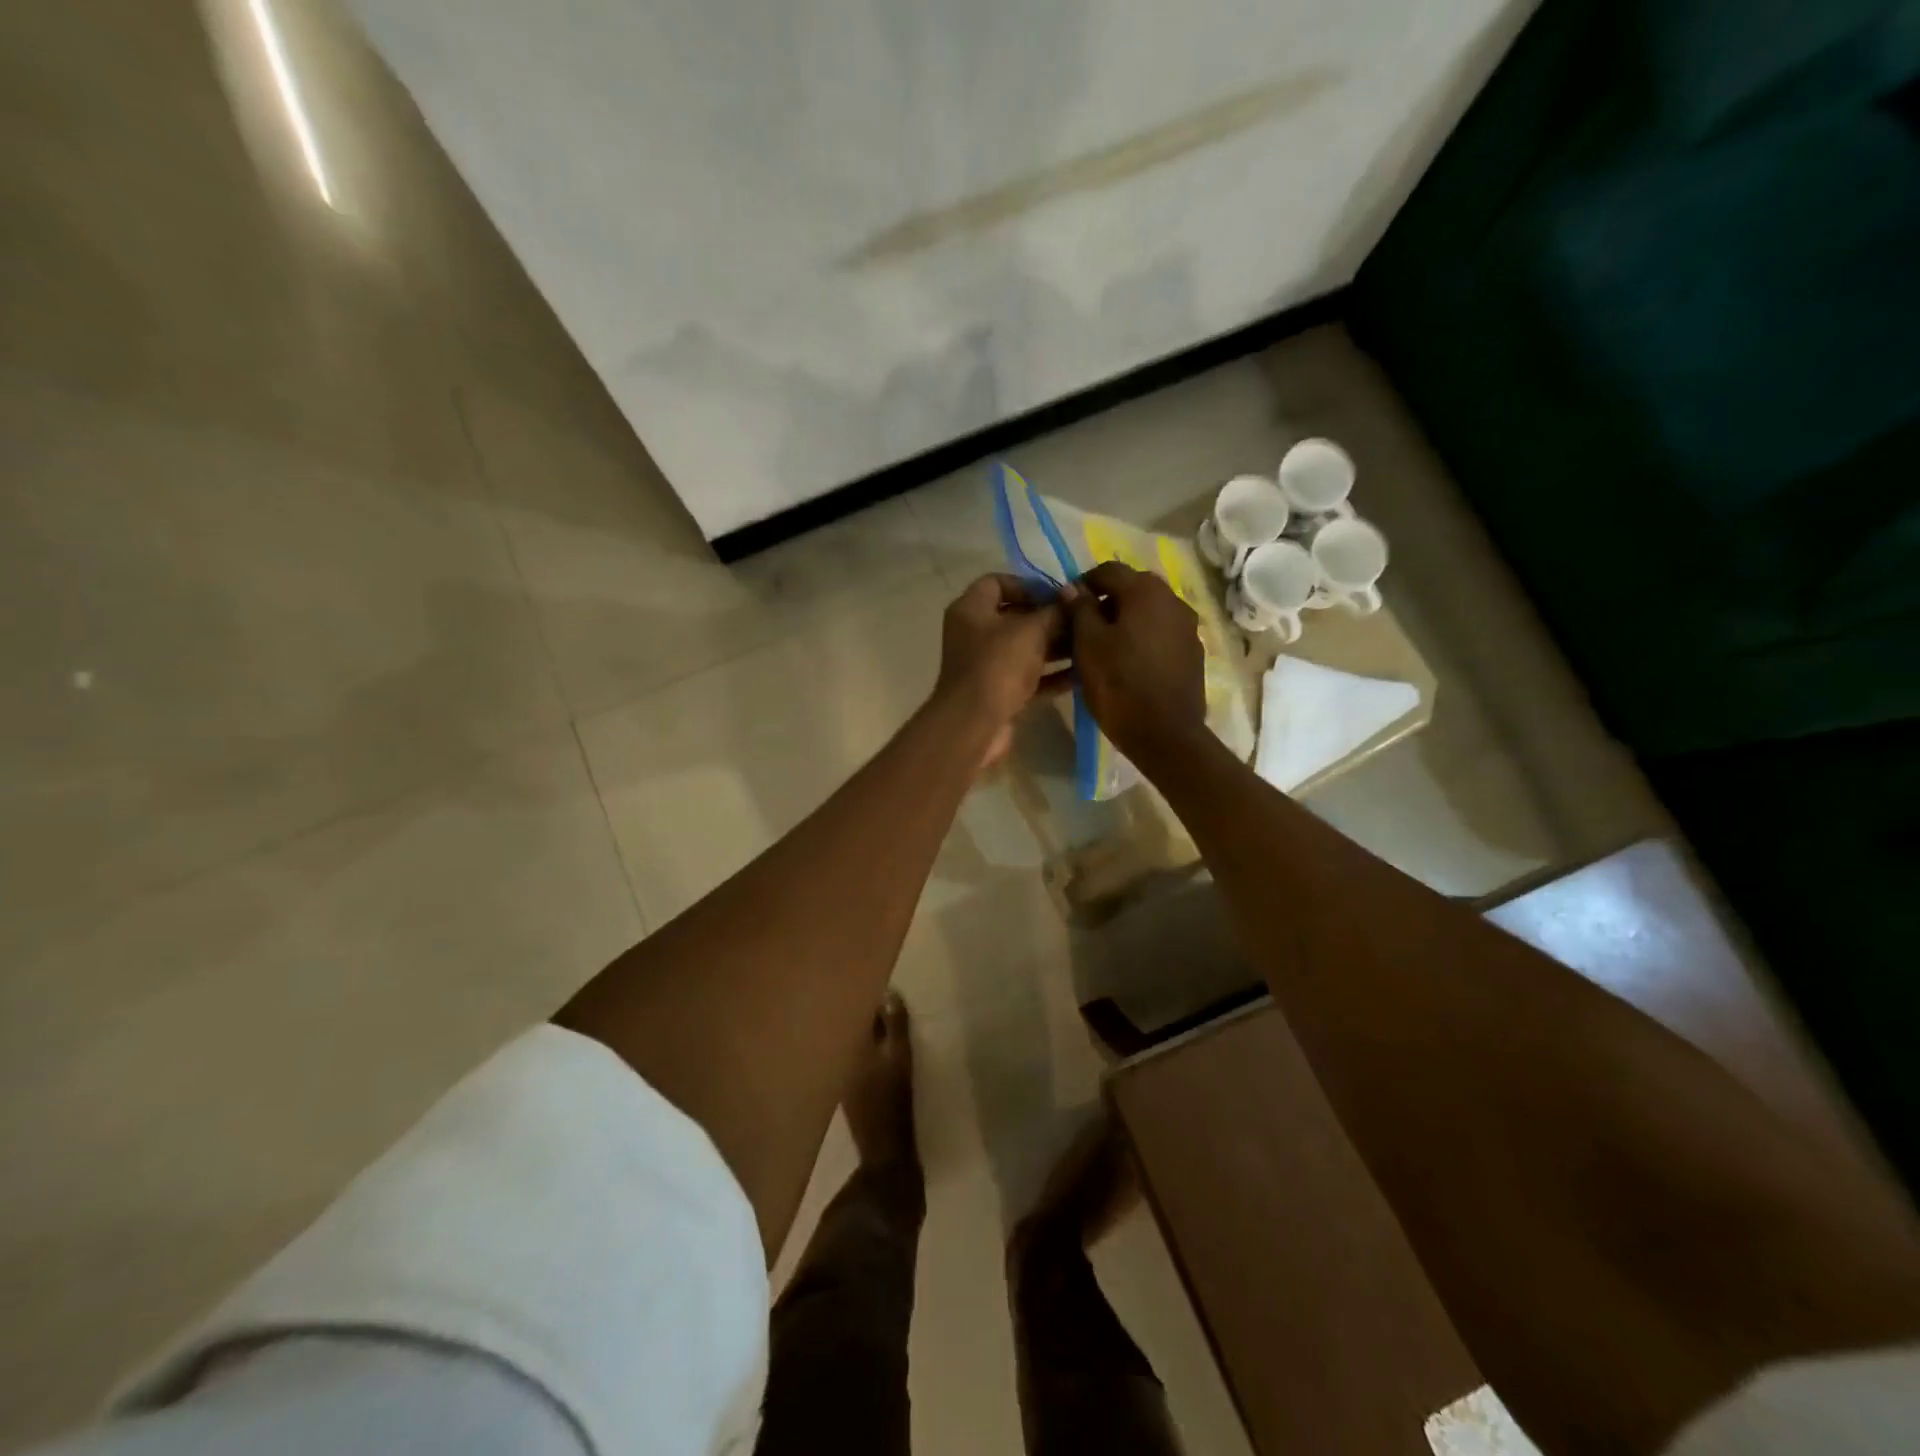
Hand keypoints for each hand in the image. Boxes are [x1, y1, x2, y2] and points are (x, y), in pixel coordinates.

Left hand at [933, 574, 1068, 767]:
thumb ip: (1054, 612)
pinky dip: (1051, 675)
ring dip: (1055, 647)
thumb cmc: (998, 666)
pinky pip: (1028, 677)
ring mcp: (985, 665)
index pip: (997, 582)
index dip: (1029, 585)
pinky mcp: (998, 693)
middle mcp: (974, 634)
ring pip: (1024, 649)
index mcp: (971, 609)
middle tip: (1082, 620)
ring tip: (1089, 645)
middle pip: (1015, 617)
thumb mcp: (1031, 631)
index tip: (1059, 594)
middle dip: (1049, 618)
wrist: (974, 725)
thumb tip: (1072, 598)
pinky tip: (1081, 674)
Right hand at [1063, 561, 1205, 764]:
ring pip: (1149, 612)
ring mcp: (1188, 627)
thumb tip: (1072, 587)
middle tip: (1083, 627)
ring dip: (1126, 621)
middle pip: (1133, 589)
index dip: (1084, 583)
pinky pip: (1162, 634)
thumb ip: (1080, 610)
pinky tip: (1129, 663)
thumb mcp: (1088, 645)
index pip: (1109, 570)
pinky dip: (1143, 639)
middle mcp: (1173, 600)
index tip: (1067, 605)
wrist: (1165, 735)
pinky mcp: (1193, 653)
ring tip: (1105, 647)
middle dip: (1107, 602)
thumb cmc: (1119, 685)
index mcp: (1146, 592)